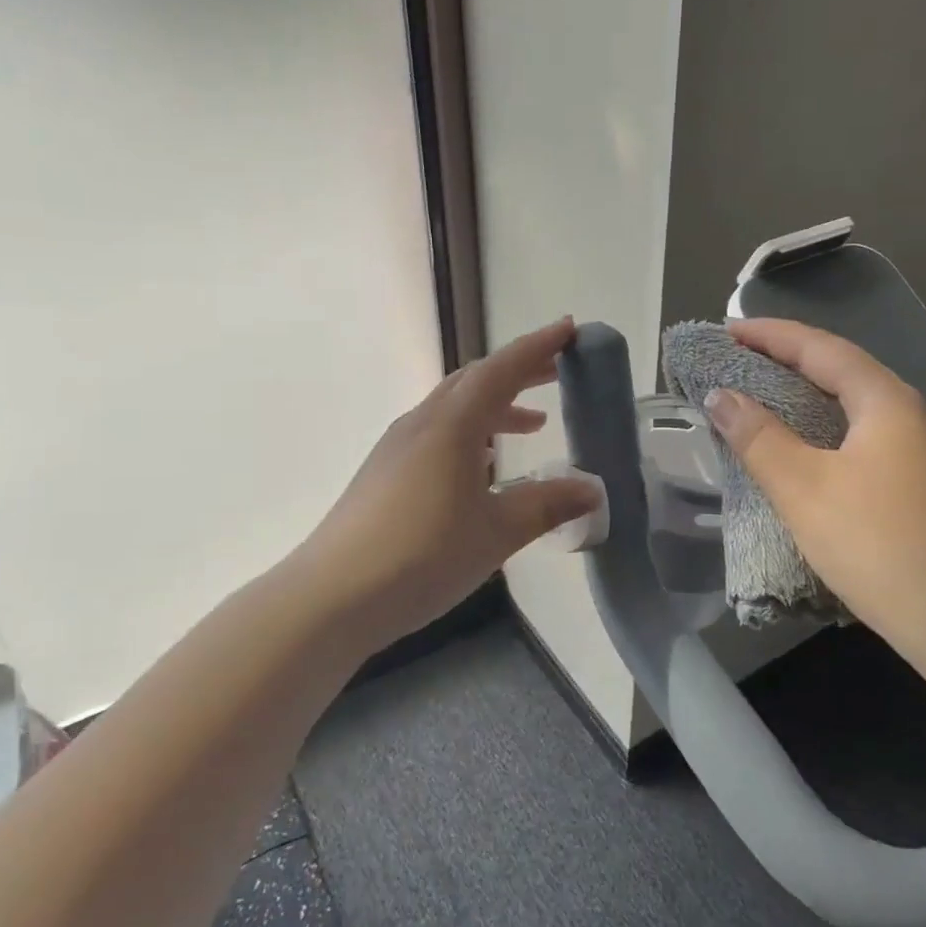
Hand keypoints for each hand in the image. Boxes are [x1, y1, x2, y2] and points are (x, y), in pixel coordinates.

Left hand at [301, 318, 602, 645]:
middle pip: (474, 381)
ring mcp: (396, 447)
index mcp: (451, 426)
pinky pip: (436, 434)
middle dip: (518, 372)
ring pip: (453, 408)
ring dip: (495, 407)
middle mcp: (421, 424)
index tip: (569, 330)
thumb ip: (546, 505)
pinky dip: (470, 433)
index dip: (537, 347)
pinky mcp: (383, 473)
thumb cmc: (423, 556)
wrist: (332, 596)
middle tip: (556, 373)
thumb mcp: (496, 532)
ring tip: (531, 425)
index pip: (501, 370)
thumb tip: (592, 490)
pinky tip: (482, 466)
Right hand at [701, 319, 925, 655]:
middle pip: (840, 369)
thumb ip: (757, 437)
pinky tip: (800, 445)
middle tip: (737, 361)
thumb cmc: (874, 543)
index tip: (726, 332)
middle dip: (786, 359)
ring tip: (759, 395)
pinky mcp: (916, 480)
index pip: (821, 348)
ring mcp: (917, 448)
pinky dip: (821, 426)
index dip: (770, 335)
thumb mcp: (803, 487)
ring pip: (851, 404)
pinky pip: (860, 433)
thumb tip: (720, 396)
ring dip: (804, 394)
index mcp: (885, 401)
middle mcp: (907, 413)